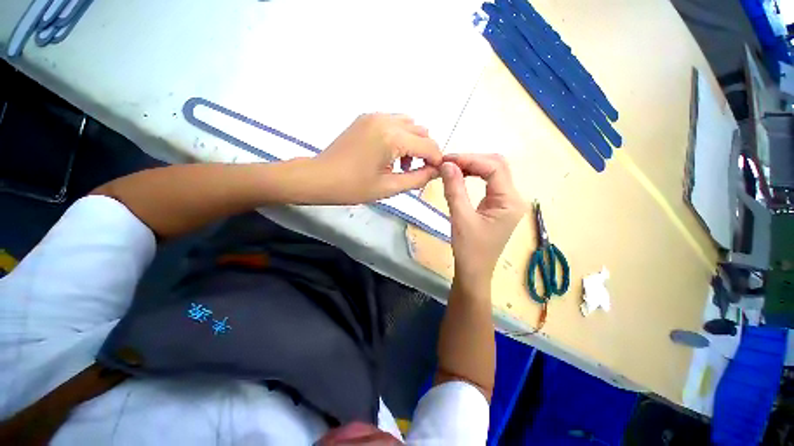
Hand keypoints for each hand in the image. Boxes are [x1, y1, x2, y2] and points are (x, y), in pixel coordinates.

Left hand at [309, 113, 441, 203]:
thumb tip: (436, 171)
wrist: (319, 178)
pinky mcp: (366, 118)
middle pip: (421, 131)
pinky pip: (393, 122)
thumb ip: (418, 178)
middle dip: (426, 151)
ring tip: (402, 163)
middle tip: (417, 171)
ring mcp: (374, 116)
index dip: (437, 160)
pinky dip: (400, 136)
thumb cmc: (353, 187)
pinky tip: (390, 153)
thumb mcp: (389, 187)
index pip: (428, 145)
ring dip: (413, 142)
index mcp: (392, 137)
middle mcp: (386, 120)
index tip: (436, 173)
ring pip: (408, 124)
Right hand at [441, 154, 526, 292]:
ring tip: (451, 168)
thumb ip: (454, 189)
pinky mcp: (498, 206)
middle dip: (472, 160)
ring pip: (493, 172)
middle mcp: (513, 198)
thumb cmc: (469, 250)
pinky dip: (474, 175)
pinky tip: (461, 176)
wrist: (474, 272)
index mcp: (509, 201)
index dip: (470, 159)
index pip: (494, 168)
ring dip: (472, 166)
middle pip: (497, 166)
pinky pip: (488, 182)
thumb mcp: (460, 218)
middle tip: (447, 163)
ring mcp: (507, 201)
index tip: (447, 160)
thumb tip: (446, 164)